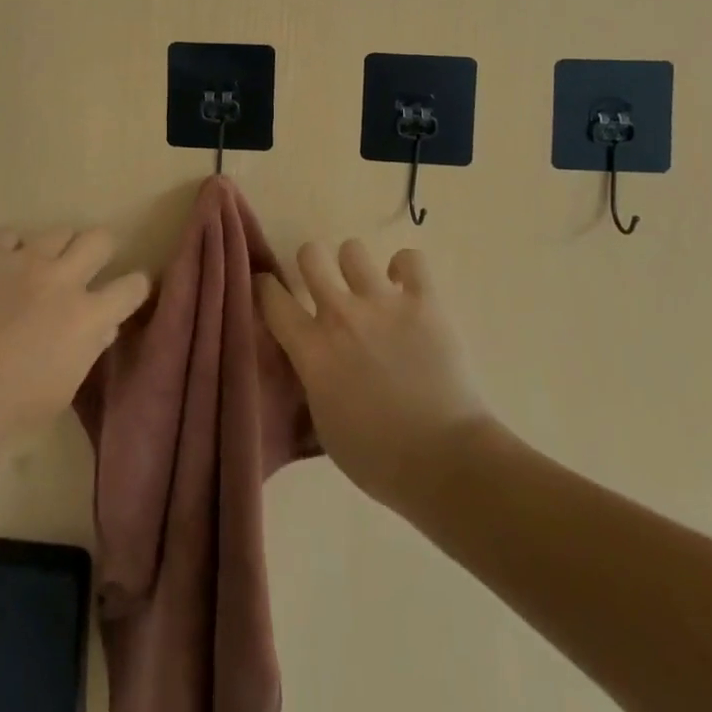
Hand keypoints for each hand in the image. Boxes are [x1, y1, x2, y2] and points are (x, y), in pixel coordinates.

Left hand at [0, 228, 149, 459]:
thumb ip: (86, 351)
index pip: (132, 287)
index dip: (136, 286)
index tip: (131, 290)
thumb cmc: (8, 411)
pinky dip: (13, 250)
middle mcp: (64, 279)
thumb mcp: (61, 391)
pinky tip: (4, 269)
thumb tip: (102, 328)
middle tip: (91, 265)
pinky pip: (11, 237)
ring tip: (45, 265)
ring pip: (59, 231)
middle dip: (102, 250)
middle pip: (100, 239)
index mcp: (88, 318)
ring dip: (58, 248)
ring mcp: (25, 261)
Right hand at [257, 240, 507, 512]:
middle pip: (310, 254)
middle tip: (325, 287)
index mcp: (312, 348)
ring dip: (356, 268)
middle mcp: (341, 314)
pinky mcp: (424, 301)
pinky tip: (407, 289)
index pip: (270, 295)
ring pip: (353, 250)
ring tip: (370, 289)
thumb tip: (312, 361)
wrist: (446, 462)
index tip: (270, 293)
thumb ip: (312, 380)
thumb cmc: (379, 458)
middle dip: (313, 265)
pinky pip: (411, 259)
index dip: (265, 288)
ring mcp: (383, 303)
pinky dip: (406, 269)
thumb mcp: (324, 424)